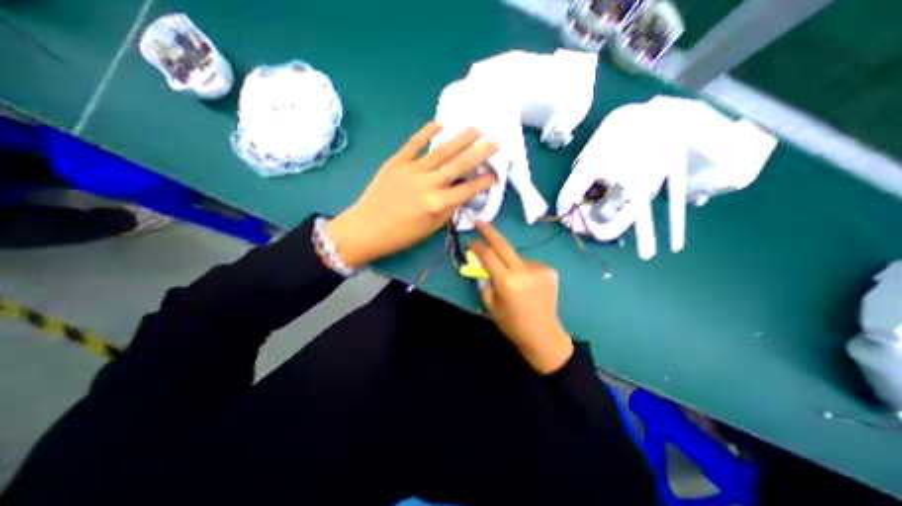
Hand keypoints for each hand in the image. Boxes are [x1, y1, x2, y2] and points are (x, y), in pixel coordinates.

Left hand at [325, 121, 495, 266]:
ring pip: (441, 150)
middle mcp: (428, 184)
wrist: (365, 228)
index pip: (467, 189)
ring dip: (461, 137)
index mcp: (437, 204)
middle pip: (459, 164)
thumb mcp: (430, 229)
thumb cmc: (400, 235)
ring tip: (476, 128)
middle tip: (495, 140)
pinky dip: (427, 131)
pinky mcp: (396, 162)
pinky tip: (441, 123)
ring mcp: (411, 170)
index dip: (484, 181)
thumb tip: (460, 194)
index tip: (496, 173)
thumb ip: (448, 210)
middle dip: (480, 152)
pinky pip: (414, 143)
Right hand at [469, 222, 574, 375]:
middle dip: (490, 232)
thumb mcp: (490, 305)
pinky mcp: (549, 270)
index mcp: (506, 282)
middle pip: (503, 245)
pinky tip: (526, 282)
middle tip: (480, 221)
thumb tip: (484, 266)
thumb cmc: (512, 324)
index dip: (477, 246)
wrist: (543, 334)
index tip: (470, 241)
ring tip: (510, 277)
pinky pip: (529, 263)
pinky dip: (522, 268)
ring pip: (516, 257)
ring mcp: (539, 268)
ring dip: (509, 261)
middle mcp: (523, 271)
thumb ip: (485, 281)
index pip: (488, 256)